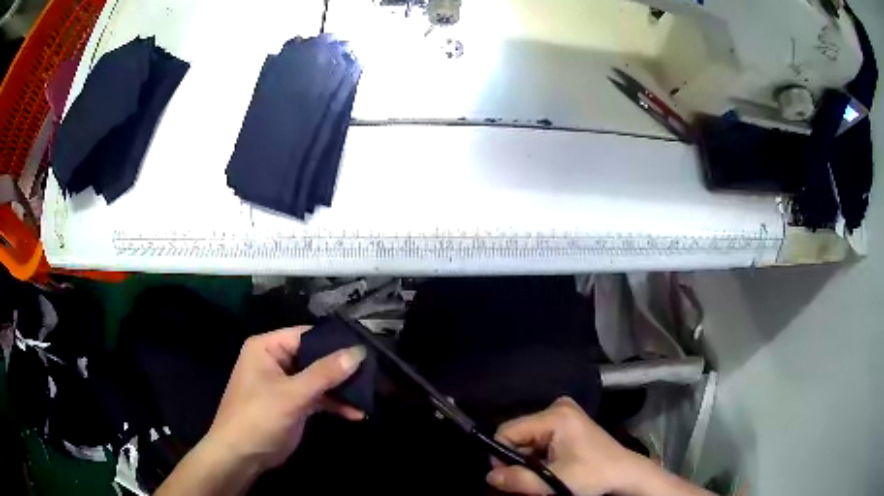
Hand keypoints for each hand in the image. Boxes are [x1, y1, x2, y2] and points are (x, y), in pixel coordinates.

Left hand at [204, 327, 365, 471]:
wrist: (241, 455)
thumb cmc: (258, 417)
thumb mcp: (292, 394)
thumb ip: (325, 373)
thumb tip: (359, 352)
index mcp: (267, 348)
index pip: (306, 335)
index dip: (334, 341)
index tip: (366, 348)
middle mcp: (276, 361)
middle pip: (315, 357)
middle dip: (342, 368)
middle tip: (373, 372)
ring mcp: (285, 383)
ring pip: (319, 379)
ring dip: (341, 389)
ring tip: (369, 394)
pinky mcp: (293, 404)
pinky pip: (318, 397)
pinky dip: (335, 404)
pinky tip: (357, 413)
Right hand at [486, 397, 641, 495]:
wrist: (625, 474)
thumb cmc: (593, 475)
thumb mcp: (554, 481)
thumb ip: (518, 479)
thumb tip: (489, 476)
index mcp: (555, 416)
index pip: (508, 431)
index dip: (502, 455)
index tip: (509, 477)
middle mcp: (557, 407)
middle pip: (518, 435)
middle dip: (517, 460)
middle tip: (527, 481)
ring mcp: (564, 414)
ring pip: (527, 440)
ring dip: (528, 461)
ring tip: (542, 477)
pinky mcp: (568, 424)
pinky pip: (539, 440)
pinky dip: (538, 458)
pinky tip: (550, 469)